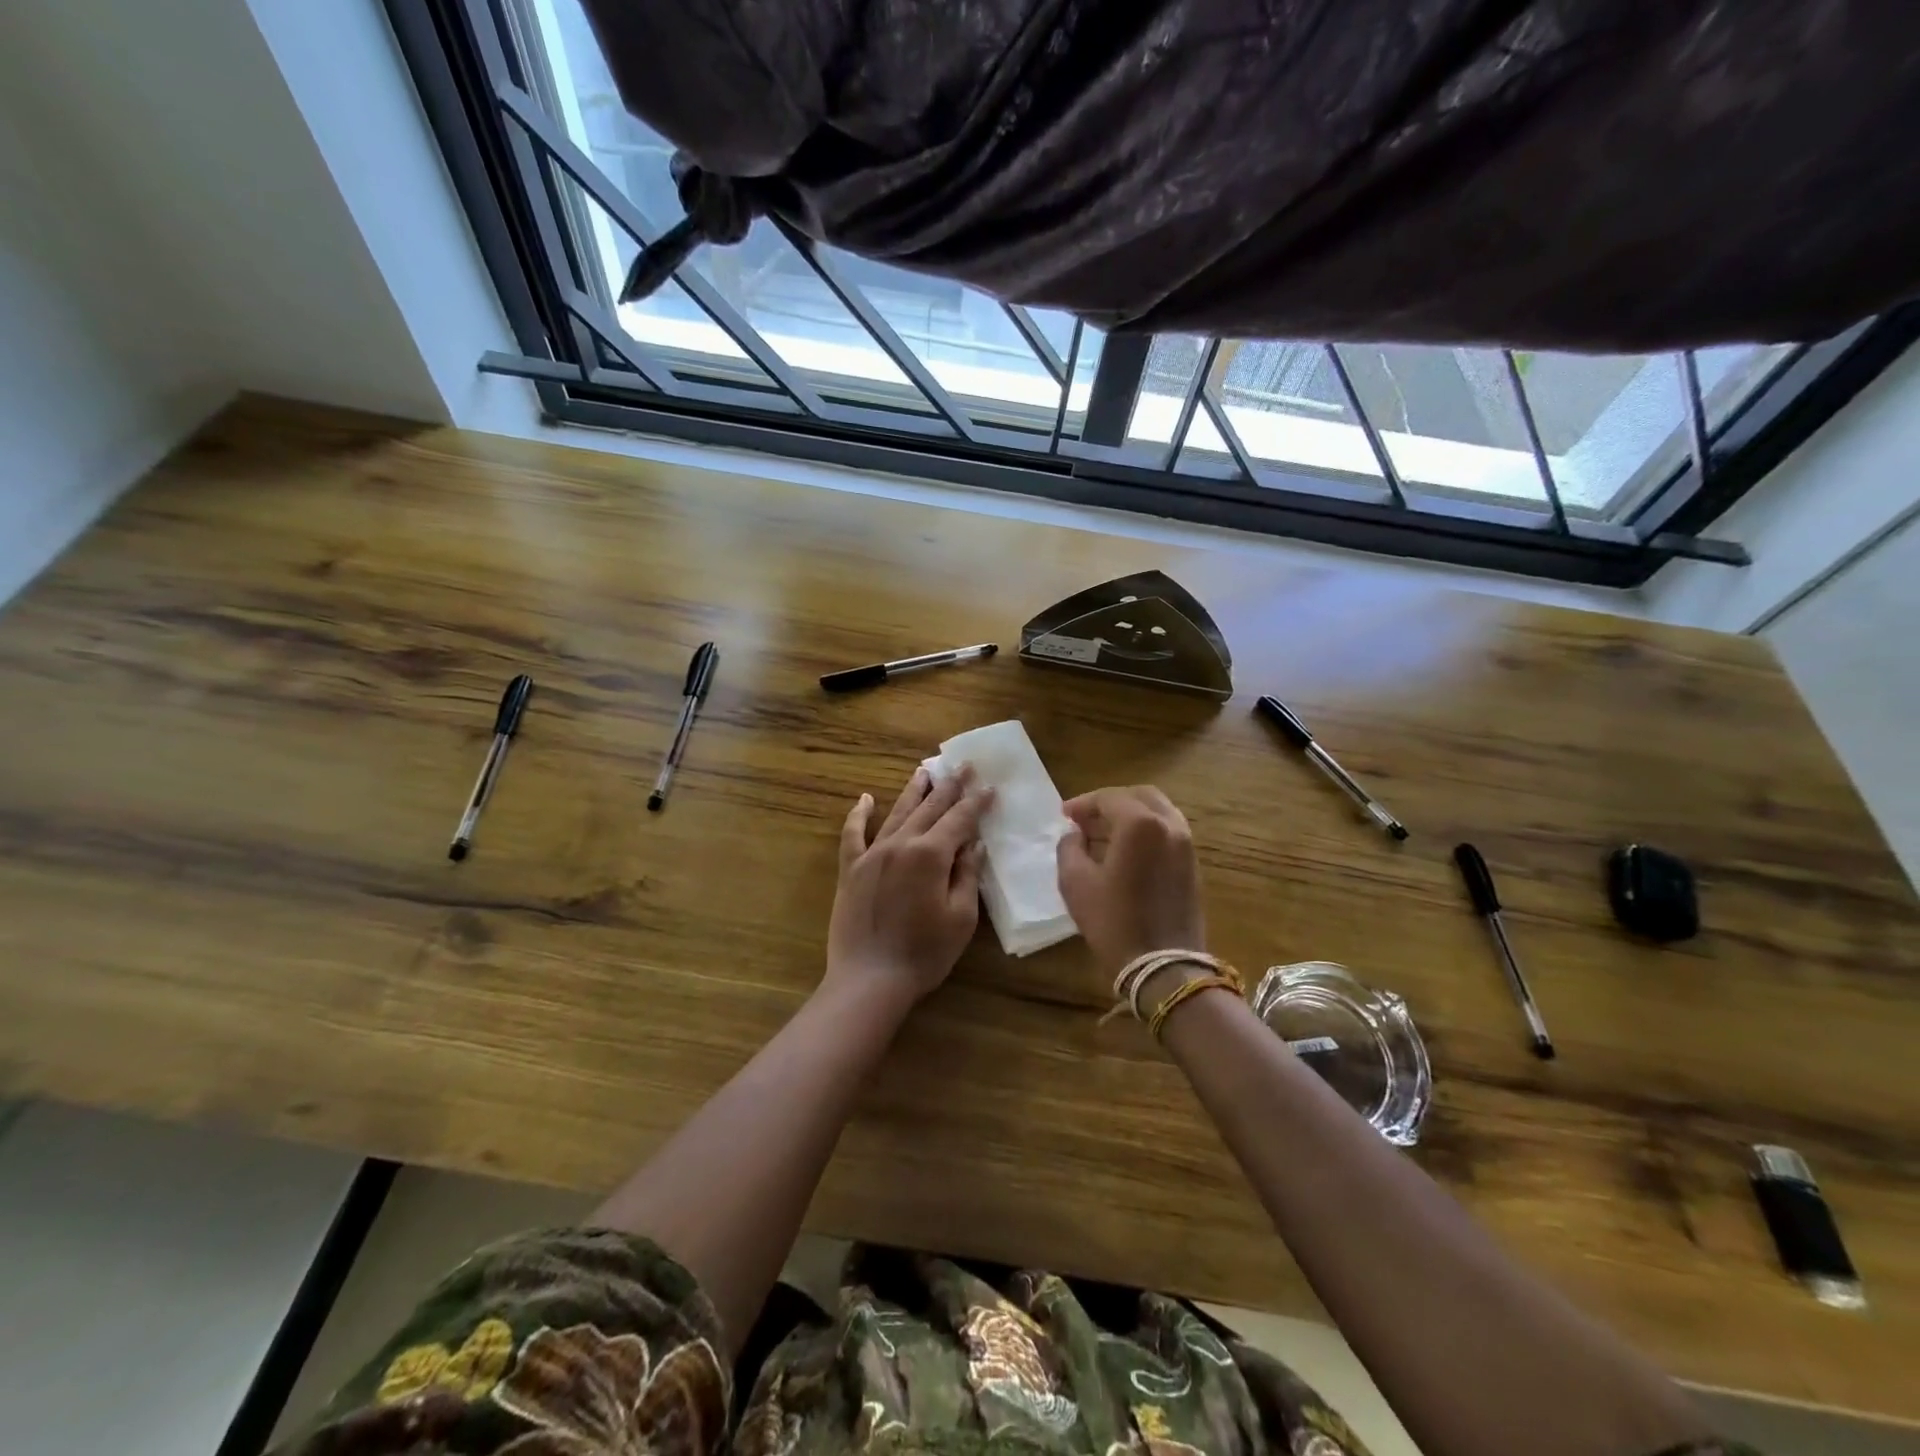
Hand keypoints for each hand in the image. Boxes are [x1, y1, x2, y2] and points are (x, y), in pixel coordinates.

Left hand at [825, 765, 992, 1008]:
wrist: (869, 979)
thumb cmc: (924, 953)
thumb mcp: (960, 918)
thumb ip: (967, 875)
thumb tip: (974, 844)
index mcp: (930, 854)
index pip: (959, 820)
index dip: (976, 802)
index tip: (989, 786)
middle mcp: (900, 844)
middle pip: (929, 808)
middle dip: (949, 786)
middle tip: (963, 766)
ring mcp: (872, 854)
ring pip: (896, 813)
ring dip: (912, 791)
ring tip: (924, 771)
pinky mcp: (850, 869)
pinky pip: (853, 834)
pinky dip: (859, 815)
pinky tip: (866, 799)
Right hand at [1056, 786, 1205, 984]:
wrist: (1164, 966)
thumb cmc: (1113, 922)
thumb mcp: (1075, 882)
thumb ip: (1069, 847)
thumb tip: (1074, 834)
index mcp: (1140, 824)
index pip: (1108, 798)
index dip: (1083, 803)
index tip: (1064, 815)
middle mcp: (1169, 825)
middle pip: (1139, 796)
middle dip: (1110, 802)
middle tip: (1085, 818)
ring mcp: (1186, 844)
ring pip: (1158, 812)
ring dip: (1130, 815)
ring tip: (1103, 833)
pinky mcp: (1192, 864)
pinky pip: (1168, 832)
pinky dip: (1146, 831)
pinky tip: (1125, 851)